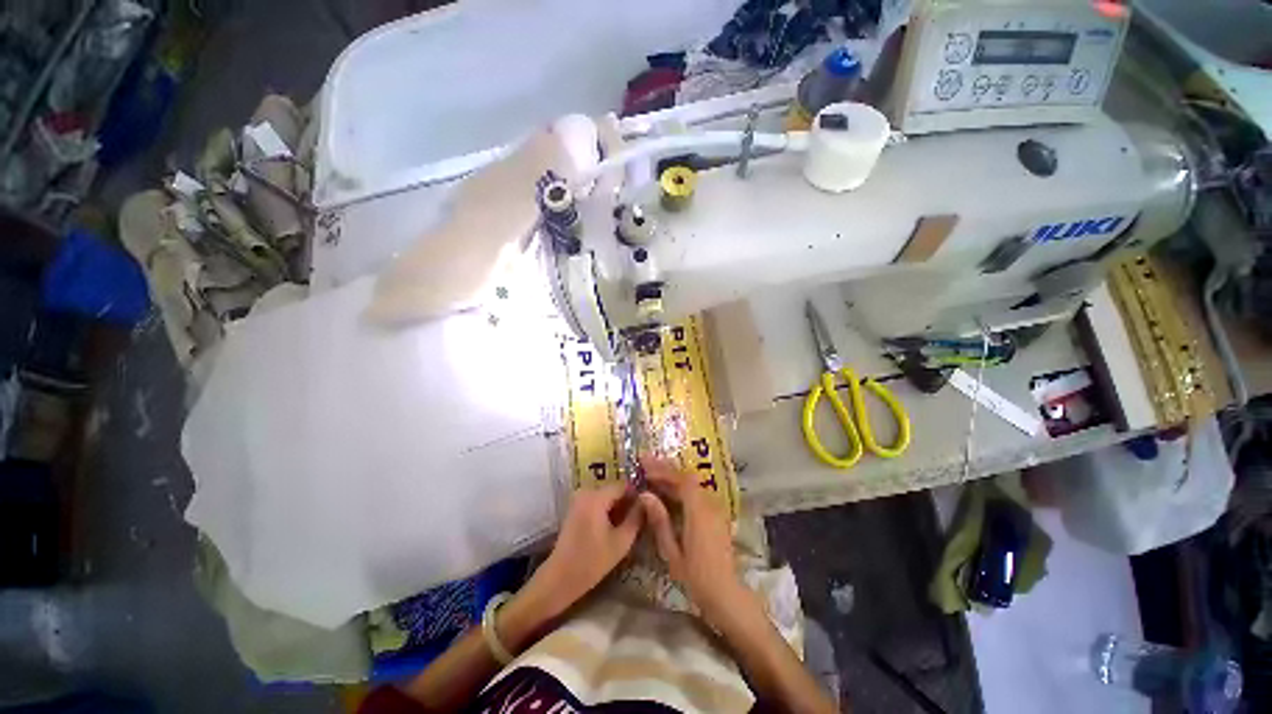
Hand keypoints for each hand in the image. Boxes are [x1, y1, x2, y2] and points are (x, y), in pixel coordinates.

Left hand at [536, 483, 643, 611]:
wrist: (559, 579)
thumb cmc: (592, 562)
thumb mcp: (621, 542)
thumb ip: (636, 518)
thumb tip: (647, 502)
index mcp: (596, 497)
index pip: (624, 485)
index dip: (638, 494)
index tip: (649, 507)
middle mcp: (586, 491)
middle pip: (614, 489)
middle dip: (628, 501)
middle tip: (642, 517)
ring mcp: (578, 499)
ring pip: (607, 496)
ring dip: (618, 507)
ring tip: (630, 523)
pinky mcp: (575, 508)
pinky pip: (597, 502)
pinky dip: (607, 511)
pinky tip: (615, 527)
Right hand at [638, 457, 747, 625]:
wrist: (726, 593)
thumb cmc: (696, 577)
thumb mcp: (672, 552)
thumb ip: (659, 521)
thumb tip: (644, 495)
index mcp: (699, 511)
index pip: (680, 480)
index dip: (662, 470)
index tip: (644, 464)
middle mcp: (709, 504)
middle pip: (687, 478)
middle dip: (665, 469)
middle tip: (645, 463)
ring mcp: (715, 508)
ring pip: (692, 484)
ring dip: (673, 476)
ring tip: (653, 473)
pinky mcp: (716, 514)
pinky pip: (697, 492)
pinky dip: (681, 487)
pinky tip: (669, 490)